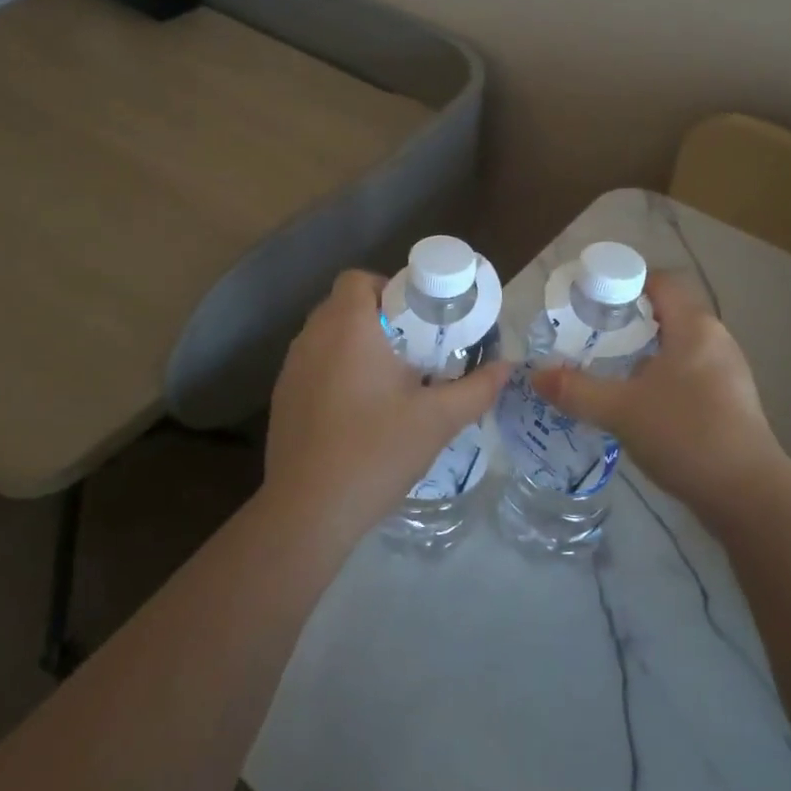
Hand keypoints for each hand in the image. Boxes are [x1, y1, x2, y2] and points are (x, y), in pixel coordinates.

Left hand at [263, 270, 510, 541]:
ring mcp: (291, 369)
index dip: (389, 288)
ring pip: (326, 337)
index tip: (418, 319)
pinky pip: (312, 366)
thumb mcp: (438, 420)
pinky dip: (335, 372)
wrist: (309, 511)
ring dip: (355, 345)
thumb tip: (507, 368)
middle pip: (343, 305)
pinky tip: (358, 411)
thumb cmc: (377, 451)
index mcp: (348, 328)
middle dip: (379, 318)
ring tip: (389, 380)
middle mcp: (312, 338)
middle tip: (413, 349)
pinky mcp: (282, 399)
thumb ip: (477, 389)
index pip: (358, 279)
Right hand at [530, 271, 790, 527]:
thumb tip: (535, 375)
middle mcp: (716, 340)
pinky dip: (660, 377)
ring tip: (607, 369)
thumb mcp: (620, 410)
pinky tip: (638, 403)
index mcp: (695, 327)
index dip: (625, 282)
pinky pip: (688, 373)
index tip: (591, 300)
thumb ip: (575, 390)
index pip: (661, 282)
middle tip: (590, 336)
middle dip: (628, 321)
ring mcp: (727, 373)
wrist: (748, 496)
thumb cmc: (686, 434)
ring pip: (677, 347)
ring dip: (644, 353)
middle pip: (668, 313)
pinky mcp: (729, 402)